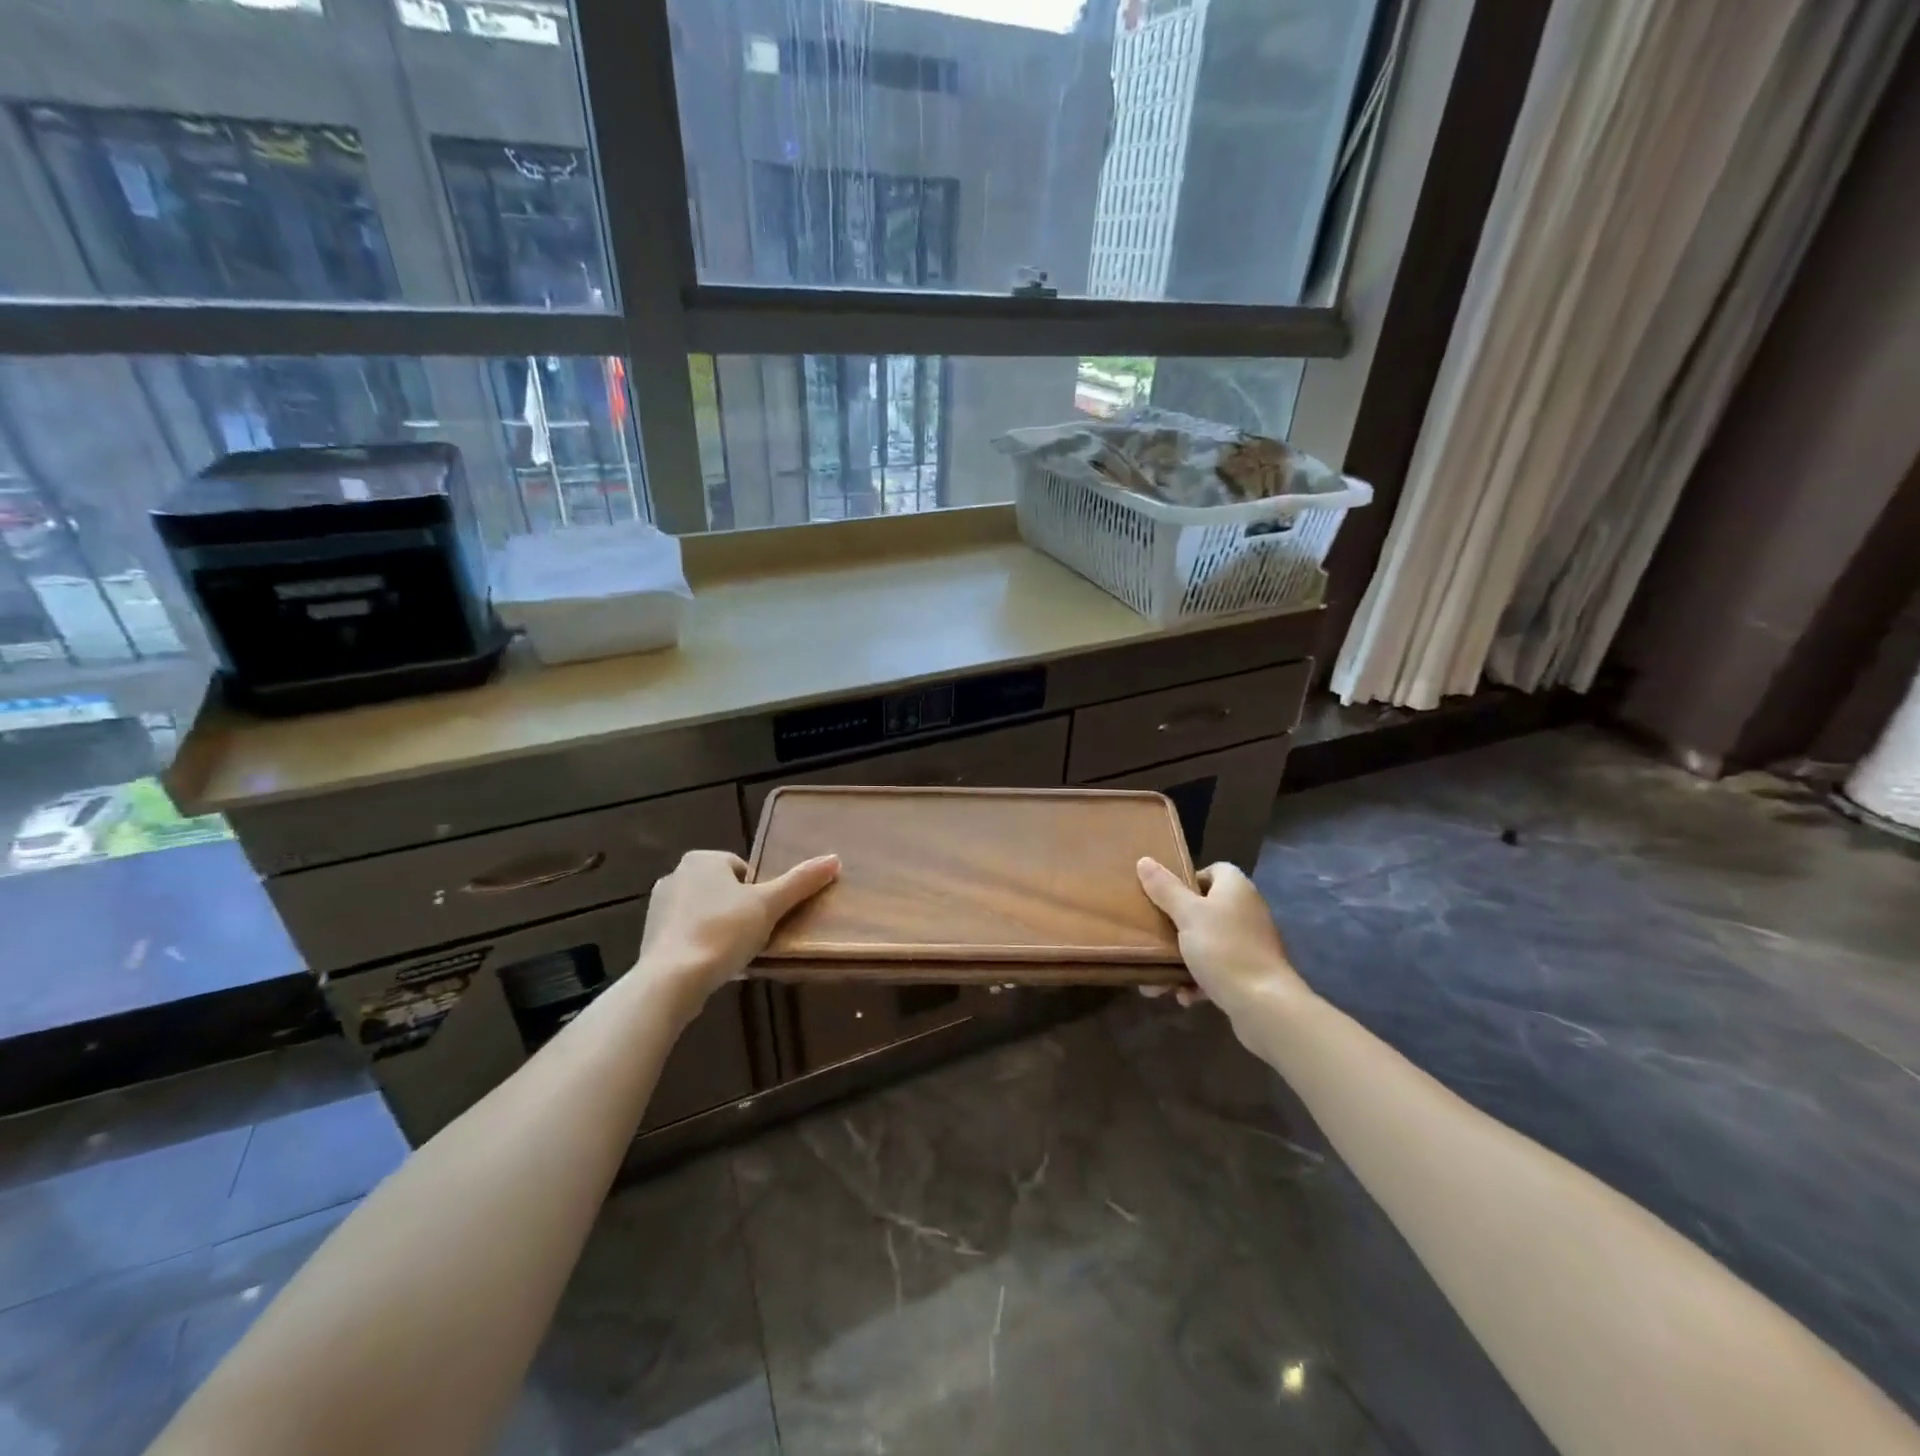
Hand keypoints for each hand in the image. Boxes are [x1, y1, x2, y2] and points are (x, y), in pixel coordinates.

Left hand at [633, 849, 838, 1024]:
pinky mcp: (650, 937)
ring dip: (721, 929)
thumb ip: (801, 881)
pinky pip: (687, 935)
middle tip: (755, 935)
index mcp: (702, 860)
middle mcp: (676, 875)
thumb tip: (834, 859)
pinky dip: (702, 946)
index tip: (766, 917)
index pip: (743, 870)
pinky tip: (714, 965)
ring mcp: (658, 907)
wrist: (671, 980)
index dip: (759, 893)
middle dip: (740, 911)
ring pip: (705, 913)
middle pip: (724, 891)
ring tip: (736, 953)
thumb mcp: (769, 905)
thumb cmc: (723, 932)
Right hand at [1136, 858, 1310, 1018]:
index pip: (1213, 870)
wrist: (1265, 1005)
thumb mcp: (1187, 915)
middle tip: (1152, 936)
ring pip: (1206, 942)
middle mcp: (1246, 911)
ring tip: (1158, 979)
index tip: (1164, 896)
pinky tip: (1183, 995)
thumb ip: (1165, 888)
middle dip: (1175, 926)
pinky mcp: (1250, 973)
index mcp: (1235, 888)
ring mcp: (1250, 943)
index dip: (1187, 880)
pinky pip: (1216, 969)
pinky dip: (1198, 980)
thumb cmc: (1224, 949)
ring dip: (1180, 959)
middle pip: (1204, 908)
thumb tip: (1144, 860)